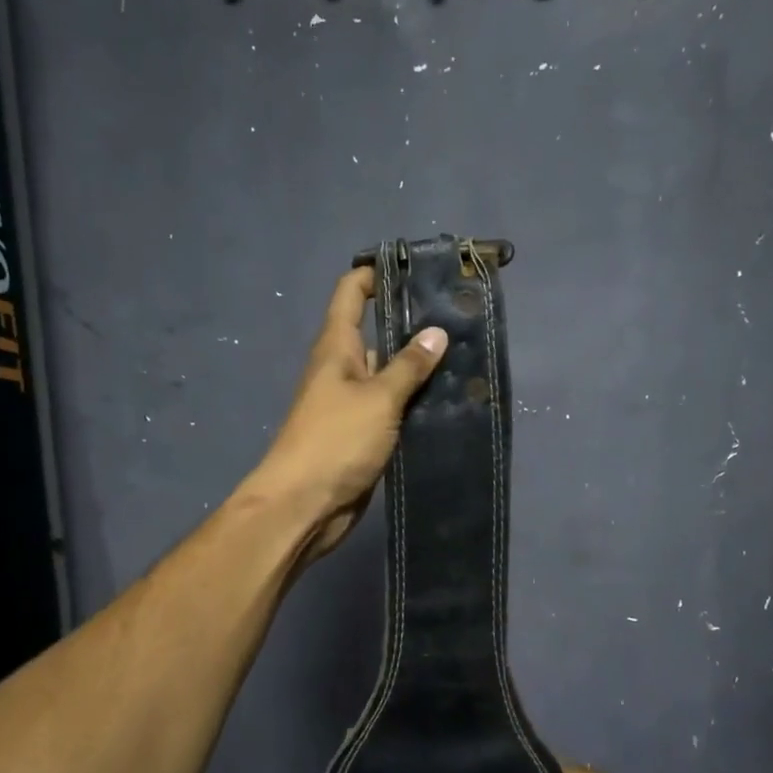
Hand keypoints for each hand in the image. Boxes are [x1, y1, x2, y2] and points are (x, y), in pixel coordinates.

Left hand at [246, 266, 446, 560]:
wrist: (305, 506)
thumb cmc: (335, 441)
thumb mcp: (377, 398)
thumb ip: (407, 366)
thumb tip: (436, 331)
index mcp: (336, 348)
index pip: (352, 293)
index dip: (377, 273)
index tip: (417, 266)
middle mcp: (343, 368)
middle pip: (378, 332)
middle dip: (413, 322)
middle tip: (460, 315)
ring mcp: (353, 403)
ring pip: (390, 373)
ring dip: (420, 366)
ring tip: (467, 354)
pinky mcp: (365, 433)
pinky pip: (394, 407)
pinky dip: (417, 402)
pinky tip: (450, 399)